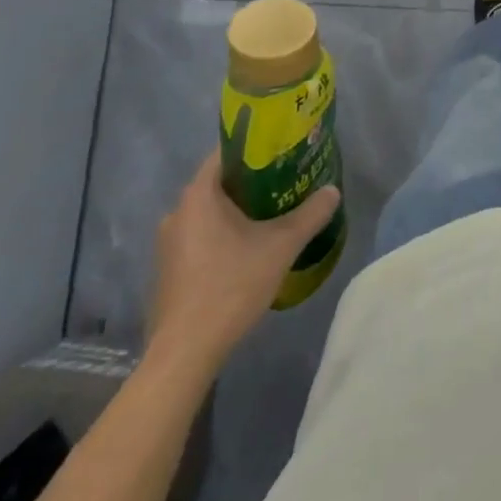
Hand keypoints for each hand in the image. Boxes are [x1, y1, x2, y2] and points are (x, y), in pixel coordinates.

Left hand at [146, 149, 340, 383]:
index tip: (283, 151)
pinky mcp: (168, 270)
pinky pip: (200, 237)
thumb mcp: (281, 246)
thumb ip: (310, 215)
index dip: (256, 147)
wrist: (184, 353)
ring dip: (237, 212)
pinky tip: (247, 251)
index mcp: (199, 194)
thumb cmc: (230, 286)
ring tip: (272, 216)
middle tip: (286, 183)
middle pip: (220, 183)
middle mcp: (177, 211)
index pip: (227, 152)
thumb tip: (332, 191)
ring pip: (209, 213)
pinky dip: (222, 235)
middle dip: (253, 181)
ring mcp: (169, 243)